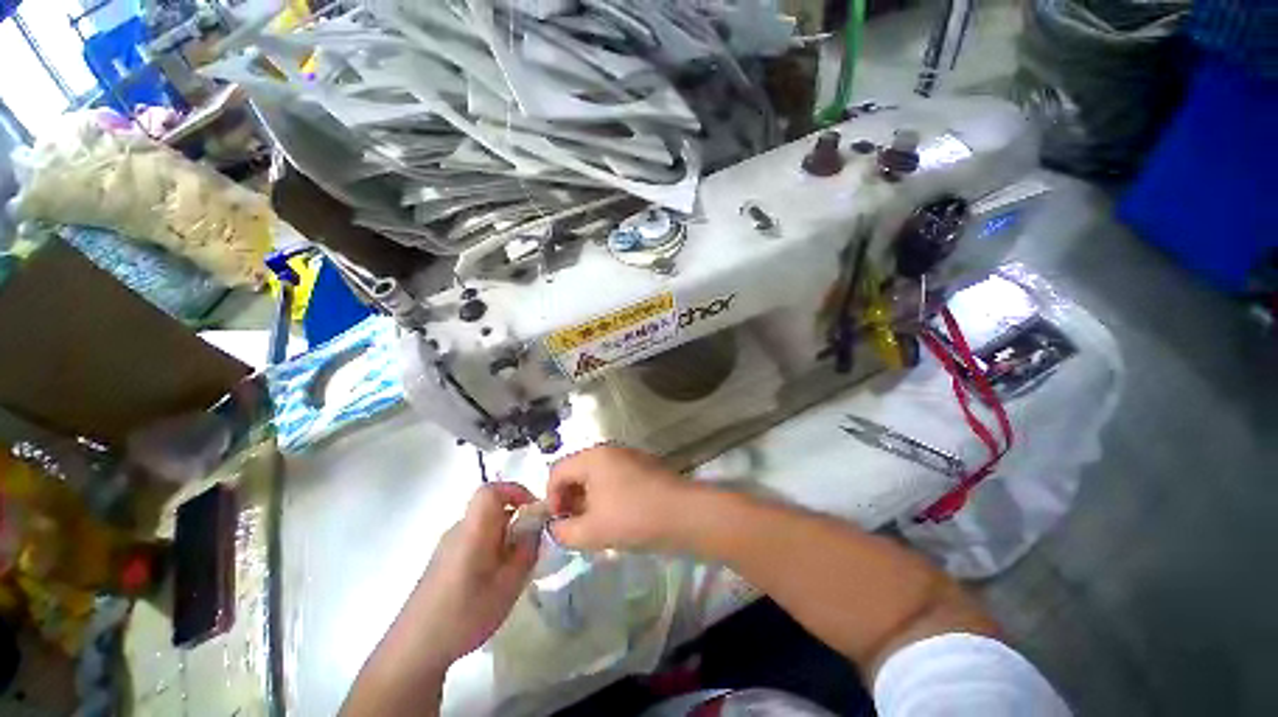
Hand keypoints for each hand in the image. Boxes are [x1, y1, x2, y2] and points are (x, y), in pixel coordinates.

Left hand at [403, 482, 539, 667]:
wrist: (413, 651)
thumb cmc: (464, 615)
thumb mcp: (508, 584)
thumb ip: (527, 549)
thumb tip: (536, 526)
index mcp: (472, 530)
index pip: (491, 490)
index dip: (516, 491)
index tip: (534, 510)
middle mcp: (458, 531)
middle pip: (491, 509)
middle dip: (516, 521)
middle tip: (530, 548)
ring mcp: (447, 546)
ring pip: (484, 527)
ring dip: (504, 538)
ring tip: (513, 571)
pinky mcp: (442, 562)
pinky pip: (474, 541)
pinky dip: (491, 550)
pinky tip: (492, 582)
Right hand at [547, 445, 692, 552]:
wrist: (683, 514)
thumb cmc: (633, 518)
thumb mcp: (592, 531)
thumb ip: (564, 532)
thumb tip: (557, 527)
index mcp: (592, 458)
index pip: (557, 472)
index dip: (551, 498)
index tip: (559, 523)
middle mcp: (608, 451)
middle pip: (576, 472)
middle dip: (570, 500)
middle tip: (576, 527)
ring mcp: (628, 457)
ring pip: (596, 477)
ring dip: (589, 501)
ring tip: (597, 526)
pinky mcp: (643, 467)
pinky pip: (614, 479)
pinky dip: (607, 496)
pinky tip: (618, 518)